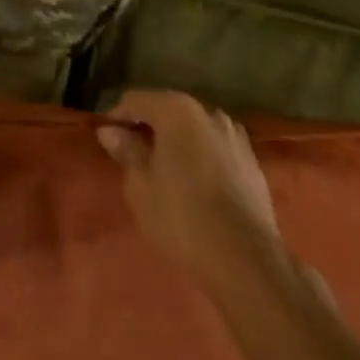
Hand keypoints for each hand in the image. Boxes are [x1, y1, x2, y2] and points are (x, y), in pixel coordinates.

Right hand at [98, 90, 281, 285]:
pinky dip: (199, 156)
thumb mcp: (140, 186)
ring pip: (193, 129)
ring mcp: (234, 135)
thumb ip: (126, 150)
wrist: (246, 259)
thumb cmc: (182, 217)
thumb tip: (110, 130)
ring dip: (175, 142)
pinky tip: (193, 184)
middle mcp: (208, 111)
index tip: (107, 141)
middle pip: (167, 110)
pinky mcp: (252, 160)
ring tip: (163, 172)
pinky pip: (214, 148)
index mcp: (177, 110)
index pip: (136, 100)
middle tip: (131, 157)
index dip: (117, 117)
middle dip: (148, 128)